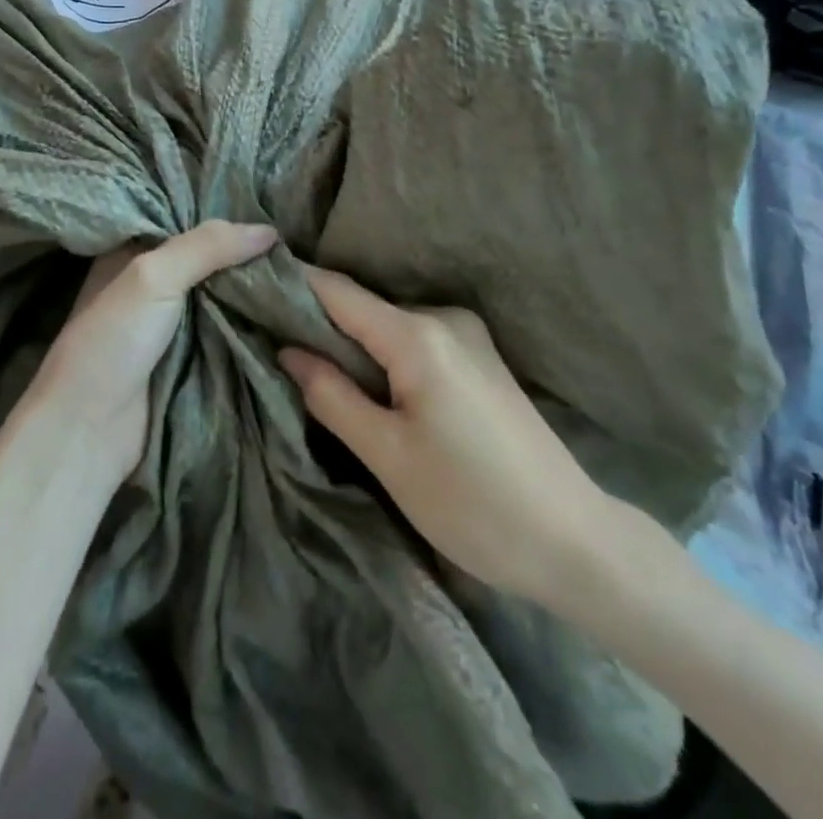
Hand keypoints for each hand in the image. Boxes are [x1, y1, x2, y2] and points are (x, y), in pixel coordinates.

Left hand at [20, 221, 278, 490]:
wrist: (89, 431)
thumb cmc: (112, 341)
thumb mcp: (153, 277)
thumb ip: (207, 246)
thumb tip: (269, 230)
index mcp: (131, 253)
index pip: (183, 219)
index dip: (222, 210)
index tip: (268, 202)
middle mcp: (151, 282)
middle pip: (208, 258)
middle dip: (246, 251)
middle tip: (297, 238)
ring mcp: (171, 323)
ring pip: (222, 295)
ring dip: (253, 288)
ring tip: (301, 269)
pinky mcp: (189, 357)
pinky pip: (227, 330)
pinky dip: (251, 322)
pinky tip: (286, 308)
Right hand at [279, 265, 625, 610]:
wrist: (574, 540)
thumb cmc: (472, 503)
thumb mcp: (388, 455)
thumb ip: (332, 396)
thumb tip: (286, 351)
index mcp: (418, 336)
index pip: (337, 291)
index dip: (292, 283)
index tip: (248, 281)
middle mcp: (444, 319)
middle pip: (362, 307)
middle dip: (315, 319)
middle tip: (266, 335)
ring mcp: (467, 335)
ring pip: (386, 325)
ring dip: (349, 340)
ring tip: (306, 362)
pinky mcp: (480, 357)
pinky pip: (413, 340)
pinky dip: (380, 353)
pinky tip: (363, 380)